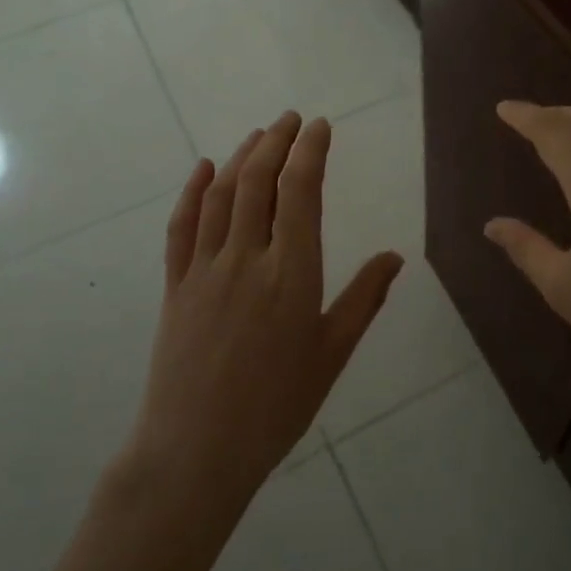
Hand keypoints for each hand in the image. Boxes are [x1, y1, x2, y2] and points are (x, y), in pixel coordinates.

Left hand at [129, 111, 403, 509]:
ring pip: (221, 195)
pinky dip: (192, 191)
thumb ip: (364, 299)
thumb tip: (395, 256)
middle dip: (276, 141)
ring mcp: (205, 269)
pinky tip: (204, 168)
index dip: (310, 151)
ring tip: (259, 135)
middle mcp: (247, 259)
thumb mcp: (332, 354)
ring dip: (241, 157)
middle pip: (258, 182)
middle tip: (291, 119)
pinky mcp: (175, 286)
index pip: (301, 192)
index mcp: (292, 274)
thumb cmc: (276, 407)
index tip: (320, 126)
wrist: (196, 451)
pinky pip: (181, 227)